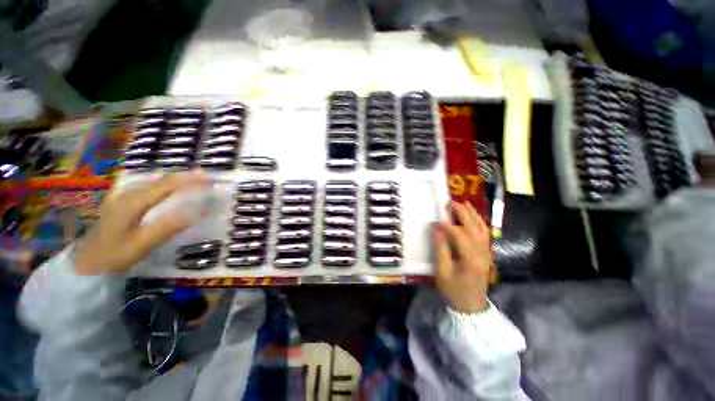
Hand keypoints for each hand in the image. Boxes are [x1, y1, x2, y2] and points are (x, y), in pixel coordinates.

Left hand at [75, 171, 211, 274]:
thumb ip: (170, 226)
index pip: (167, 185)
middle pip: (161, 179)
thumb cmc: (113, 255)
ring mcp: (123, 197)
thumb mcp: (143, 244)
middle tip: (208, 178)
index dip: (191, 180)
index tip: (211, 179)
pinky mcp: (122, 203)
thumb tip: (200, 211)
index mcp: (133, 202)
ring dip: (177, 179)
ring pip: (154, 181)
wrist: (84, 264)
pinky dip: (166, 185)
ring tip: (195, 180)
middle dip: (186, 176)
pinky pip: (148, 187)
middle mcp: (128, 194)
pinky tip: (171, 188)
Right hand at [432, 202, 491, 313]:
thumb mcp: (442, 272)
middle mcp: (482, 253)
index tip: (436, 220)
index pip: (459, 235)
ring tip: (464, 204)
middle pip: (474, 228)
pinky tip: (472, 217)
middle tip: (451, 203)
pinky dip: (478, 222)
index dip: (447, 225)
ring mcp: (487, 253)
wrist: (471, 306)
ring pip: (482, 229)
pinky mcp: (486, 254)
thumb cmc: (453, 290)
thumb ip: (440, 249)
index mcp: (470, 259)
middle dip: (463, 213)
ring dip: (473, 215)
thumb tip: (437, 229)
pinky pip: (484, 234)